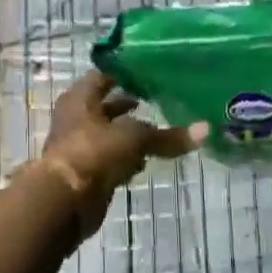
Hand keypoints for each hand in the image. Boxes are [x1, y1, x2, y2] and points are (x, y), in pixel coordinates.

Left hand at [41, 71, 192, 231]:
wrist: (65, 200)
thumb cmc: (94, 153)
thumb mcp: (134, 138)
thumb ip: (167, 136)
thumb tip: (205, 130)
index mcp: (80, 98)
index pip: (103, 76)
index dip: (126, 73)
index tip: (151, 72)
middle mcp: (76, 118)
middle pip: (106, 106)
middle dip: (129, 104)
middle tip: (158, 99)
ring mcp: (80, 146)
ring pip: (109, 134)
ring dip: (128, 133)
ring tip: (157, 130)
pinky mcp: (87, 172)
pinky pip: (110, 159)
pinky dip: (126, 158)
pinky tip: (145, 161)